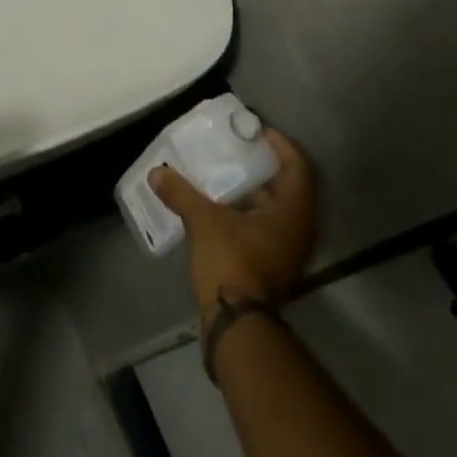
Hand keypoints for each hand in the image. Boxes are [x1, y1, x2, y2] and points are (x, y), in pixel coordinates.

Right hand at [151, 129, 314, 320]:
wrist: (237, 324)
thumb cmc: (232, 263)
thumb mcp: (204, 222)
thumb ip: (182, 193)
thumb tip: (157, 172)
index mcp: (293, 211)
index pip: (298, 166)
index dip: (280, 144)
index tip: (256, 131)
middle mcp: (299, 228)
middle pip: (289, 185)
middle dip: (264, 165)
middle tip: (238, 148)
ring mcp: (289, 250)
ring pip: (277, 208)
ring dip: (255, 190)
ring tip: (226, 174)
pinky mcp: (274, 265)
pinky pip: (267, 226)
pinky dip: (249, 211)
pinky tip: (222, 207)